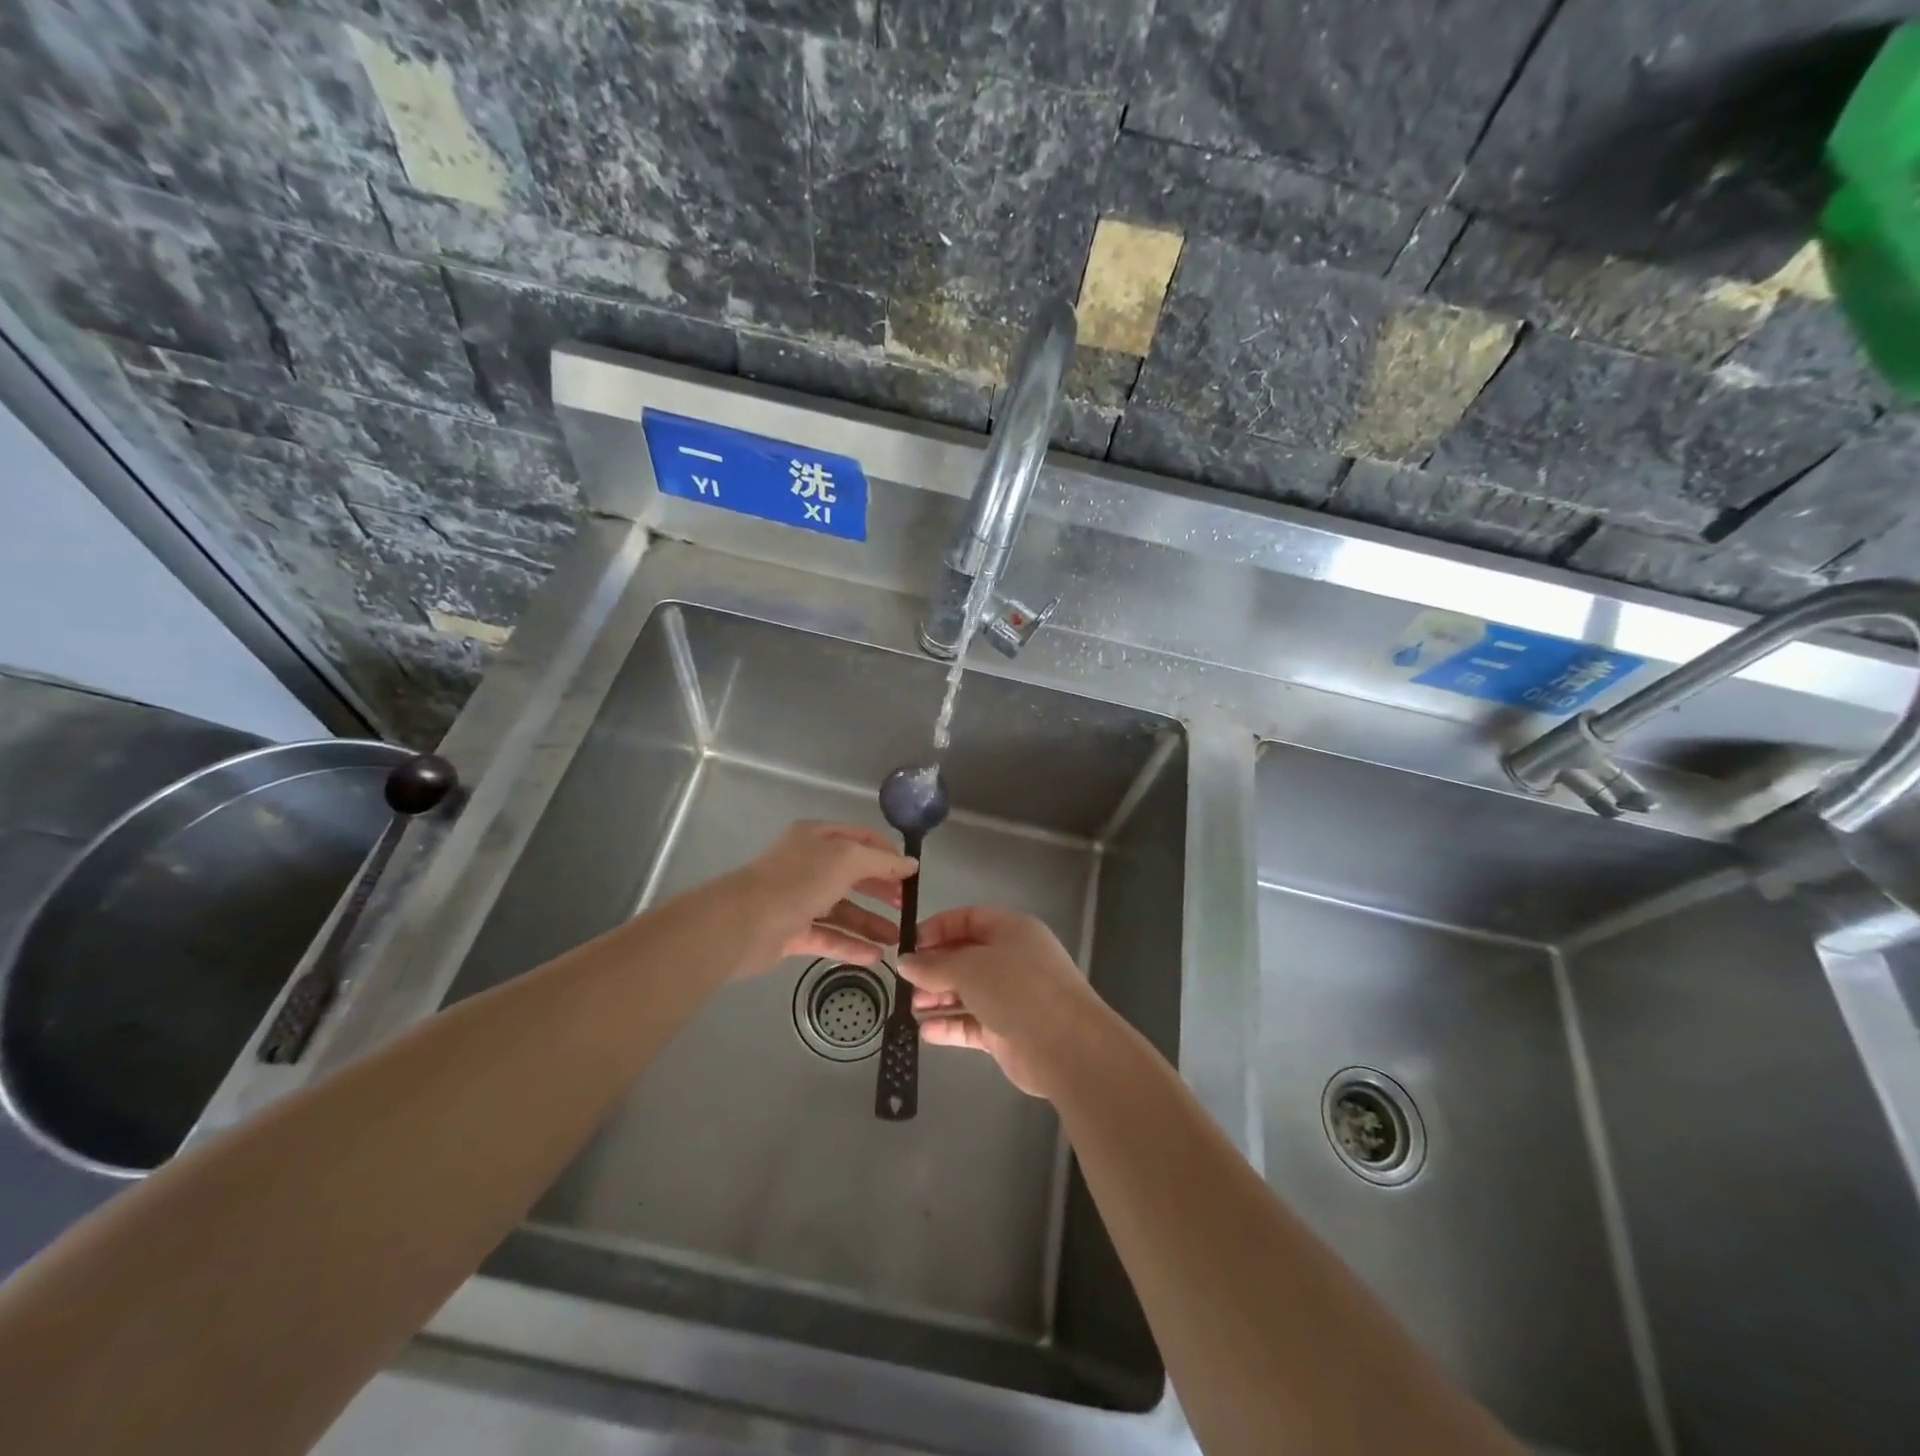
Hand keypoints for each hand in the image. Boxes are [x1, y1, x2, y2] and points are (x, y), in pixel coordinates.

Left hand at [716, 820, 916, 975]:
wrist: (743, 923)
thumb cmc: (799, 880)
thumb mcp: (847, 860)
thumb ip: (881, 862)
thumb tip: (911, 864)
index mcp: (817, 837)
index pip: (860, 838)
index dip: (887, 854)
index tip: (912, 874)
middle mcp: (808, 864)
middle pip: (853, 875)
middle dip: (882, 890)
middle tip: (908, 906)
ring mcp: (798, 899)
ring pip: (842, 909)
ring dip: (870, 923)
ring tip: (898, 939)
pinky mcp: (792, 932)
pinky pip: (828, 936)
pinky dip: (851, 945)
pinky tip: (875, 957)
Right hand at [899, 906, 1110, 1098]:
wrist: (1067, 1046)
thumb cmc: (1019, 989)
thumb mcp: (971, 968)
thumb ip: (935, 965)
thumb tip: (905, 963)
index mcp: (1012, 931)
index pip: (969, 919)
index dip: (938, 929)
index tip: (909, 946)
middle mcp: (1012, 960)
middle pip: (966, 957)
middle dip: (934, 968)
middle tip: (906, 983)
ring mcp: (1011, 997)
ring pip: (967, 992)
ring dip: (938, 998)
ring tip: (911, 1008)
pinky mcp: (1007, 1032)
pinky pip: (972, 1024)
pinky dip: (949, 1026)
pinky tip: (924, 1032)